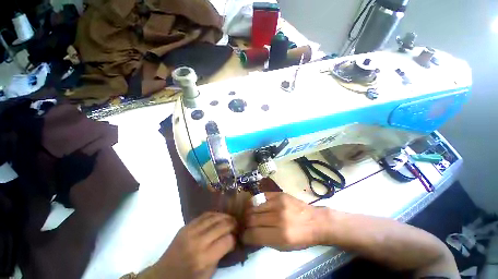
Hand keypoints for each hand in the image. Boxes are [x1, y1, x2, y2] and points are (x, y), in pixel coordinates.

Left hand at [151, 212, 236, 278]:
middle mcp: (197, 242)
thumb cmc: (188, 278)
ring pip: (214, 217)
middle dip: (232, 224)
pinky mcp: (186, 226)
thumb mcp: (208, 273)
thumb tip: (232, 239)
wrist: (164, 274)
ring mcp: (190, 231)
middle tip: (237, 225)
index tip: (237, 238)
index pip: (227, 240)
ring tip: (230, 219)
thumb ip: (221, 255)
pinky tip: (219, 217)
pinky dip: (215, 214)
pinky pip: (205, 215)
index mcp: (203, 258)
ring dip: (225, 217)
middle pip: (222, 225)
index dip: (234, 238)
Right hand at [242, 192, 330, 250]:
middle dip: (245, 223)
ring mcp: (279, 203)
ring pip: (254, 206)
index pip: (253, 234)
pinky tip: (255, 205)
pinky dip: (256, 202)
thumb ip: (265, 240)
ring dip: (249, 212)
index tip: (243, 235)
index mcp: (281, 236)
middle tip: (245, 224)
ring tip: (248, 214)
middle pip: (251, 219)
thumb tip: (249, 234)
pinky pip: (261, 197)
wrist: (315, 221)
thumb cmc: (300, 238)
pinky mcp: (279, 194)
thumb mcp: (284, 247)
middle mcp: (278, 218)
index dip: (245, 236)